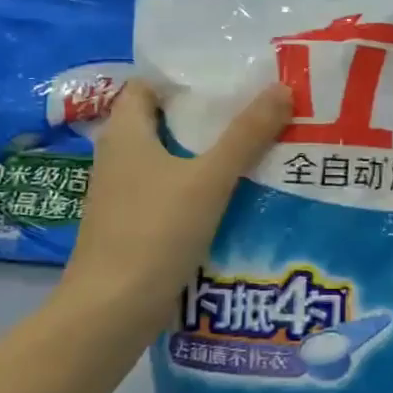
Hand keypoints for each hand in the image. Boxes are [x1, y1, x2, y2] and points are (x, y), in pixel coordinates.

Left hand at [64, 80, 292, 328]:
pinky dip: (195, 189)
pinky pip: (167, 193)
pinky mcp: (130, 227)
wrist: (111, 312)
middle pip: (162, 123)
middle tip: (253, 112)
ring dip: (203, 155)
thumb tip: (282, 88)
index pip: (147, 86)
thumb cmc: (155, 233)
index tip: (227, 80)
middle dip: (204, 118)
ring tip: (252, 150)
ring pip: (167, 161)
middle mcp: (117, 158)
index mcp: (125, 134)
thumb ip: (246, 134)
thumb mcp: (209, 179)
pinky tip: (230, 198)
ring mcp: (121, 196)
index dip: (183, 79)